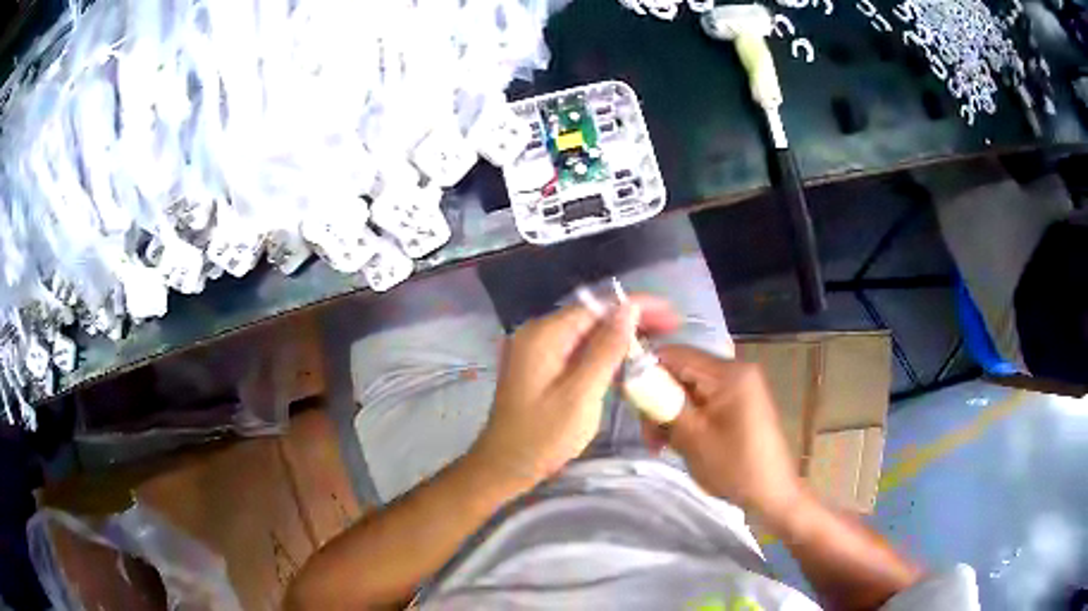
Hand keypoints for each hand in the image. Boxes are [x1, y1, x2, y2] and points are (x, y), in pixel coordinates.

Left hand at [472, 296, 679, 485]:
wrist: (504, 467)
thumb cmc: (542, 437)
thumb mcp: (580, 395)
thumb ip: (606, 350)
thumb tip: (629, 308)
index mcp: (544, 335)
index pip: (598, 307)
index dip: (637, 306)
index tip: (670, 314)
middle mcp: (538, 334)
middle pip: (592, 316)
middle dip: (632, 319)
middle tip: (671, 328)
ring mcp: (537, 350)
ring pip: (587, 333)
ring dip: (620, 335)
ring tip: (657, 340)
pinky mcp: (541, 367)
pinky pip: (578, 350)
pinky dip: (603, 352)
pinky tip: (627, 359)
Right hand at [645, 346, 802, 522]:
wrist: (773, 493)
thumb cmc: (734, 466)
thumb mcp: (692, 436)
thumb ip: (662, 403)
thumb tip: (632, 378)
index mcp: (728, 373)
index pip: (675, 354)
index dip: (645, 370)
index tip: (628, 400)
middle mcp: (736, 370)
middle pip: (682, 371)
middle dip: (659, 400)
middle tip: (649, 436)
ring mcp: (741, 386)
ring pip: (690, 388)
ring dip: (671, 413)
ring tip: (663, 446)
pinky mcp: (741, 402)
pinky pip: (705, 400)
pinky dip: (689, 418)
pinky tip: (682, 442)